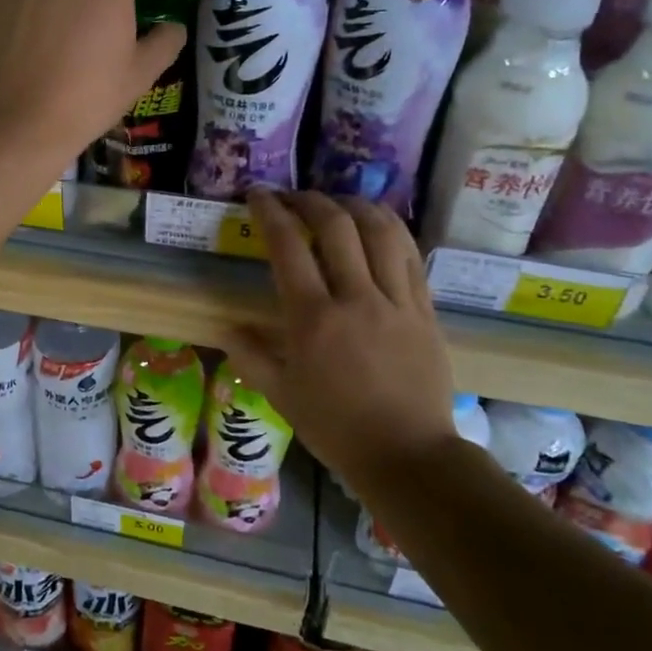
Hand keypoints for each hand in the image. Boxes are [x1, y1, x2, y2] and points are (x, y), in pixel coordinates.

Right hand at [228, 191, 457, 483]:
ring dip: (354, 205)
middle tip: (293, 197)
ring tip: (337, 202)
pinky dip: (390, 229)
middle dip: (309, 199)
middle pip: (336, 225)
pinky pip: (410, 254)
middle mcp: (355, 298)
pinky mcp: (425, 309)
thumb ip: (250, 355)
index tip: (258, 195)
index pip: (289, 246)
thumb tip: (226, 327)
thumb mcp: (281, 395)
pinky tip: (376, 225)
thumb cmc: (336, 428)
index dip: (271, 211)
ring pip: (380, 230)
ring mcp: (396, 301)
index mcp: (313, 319)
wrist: (408, 455)